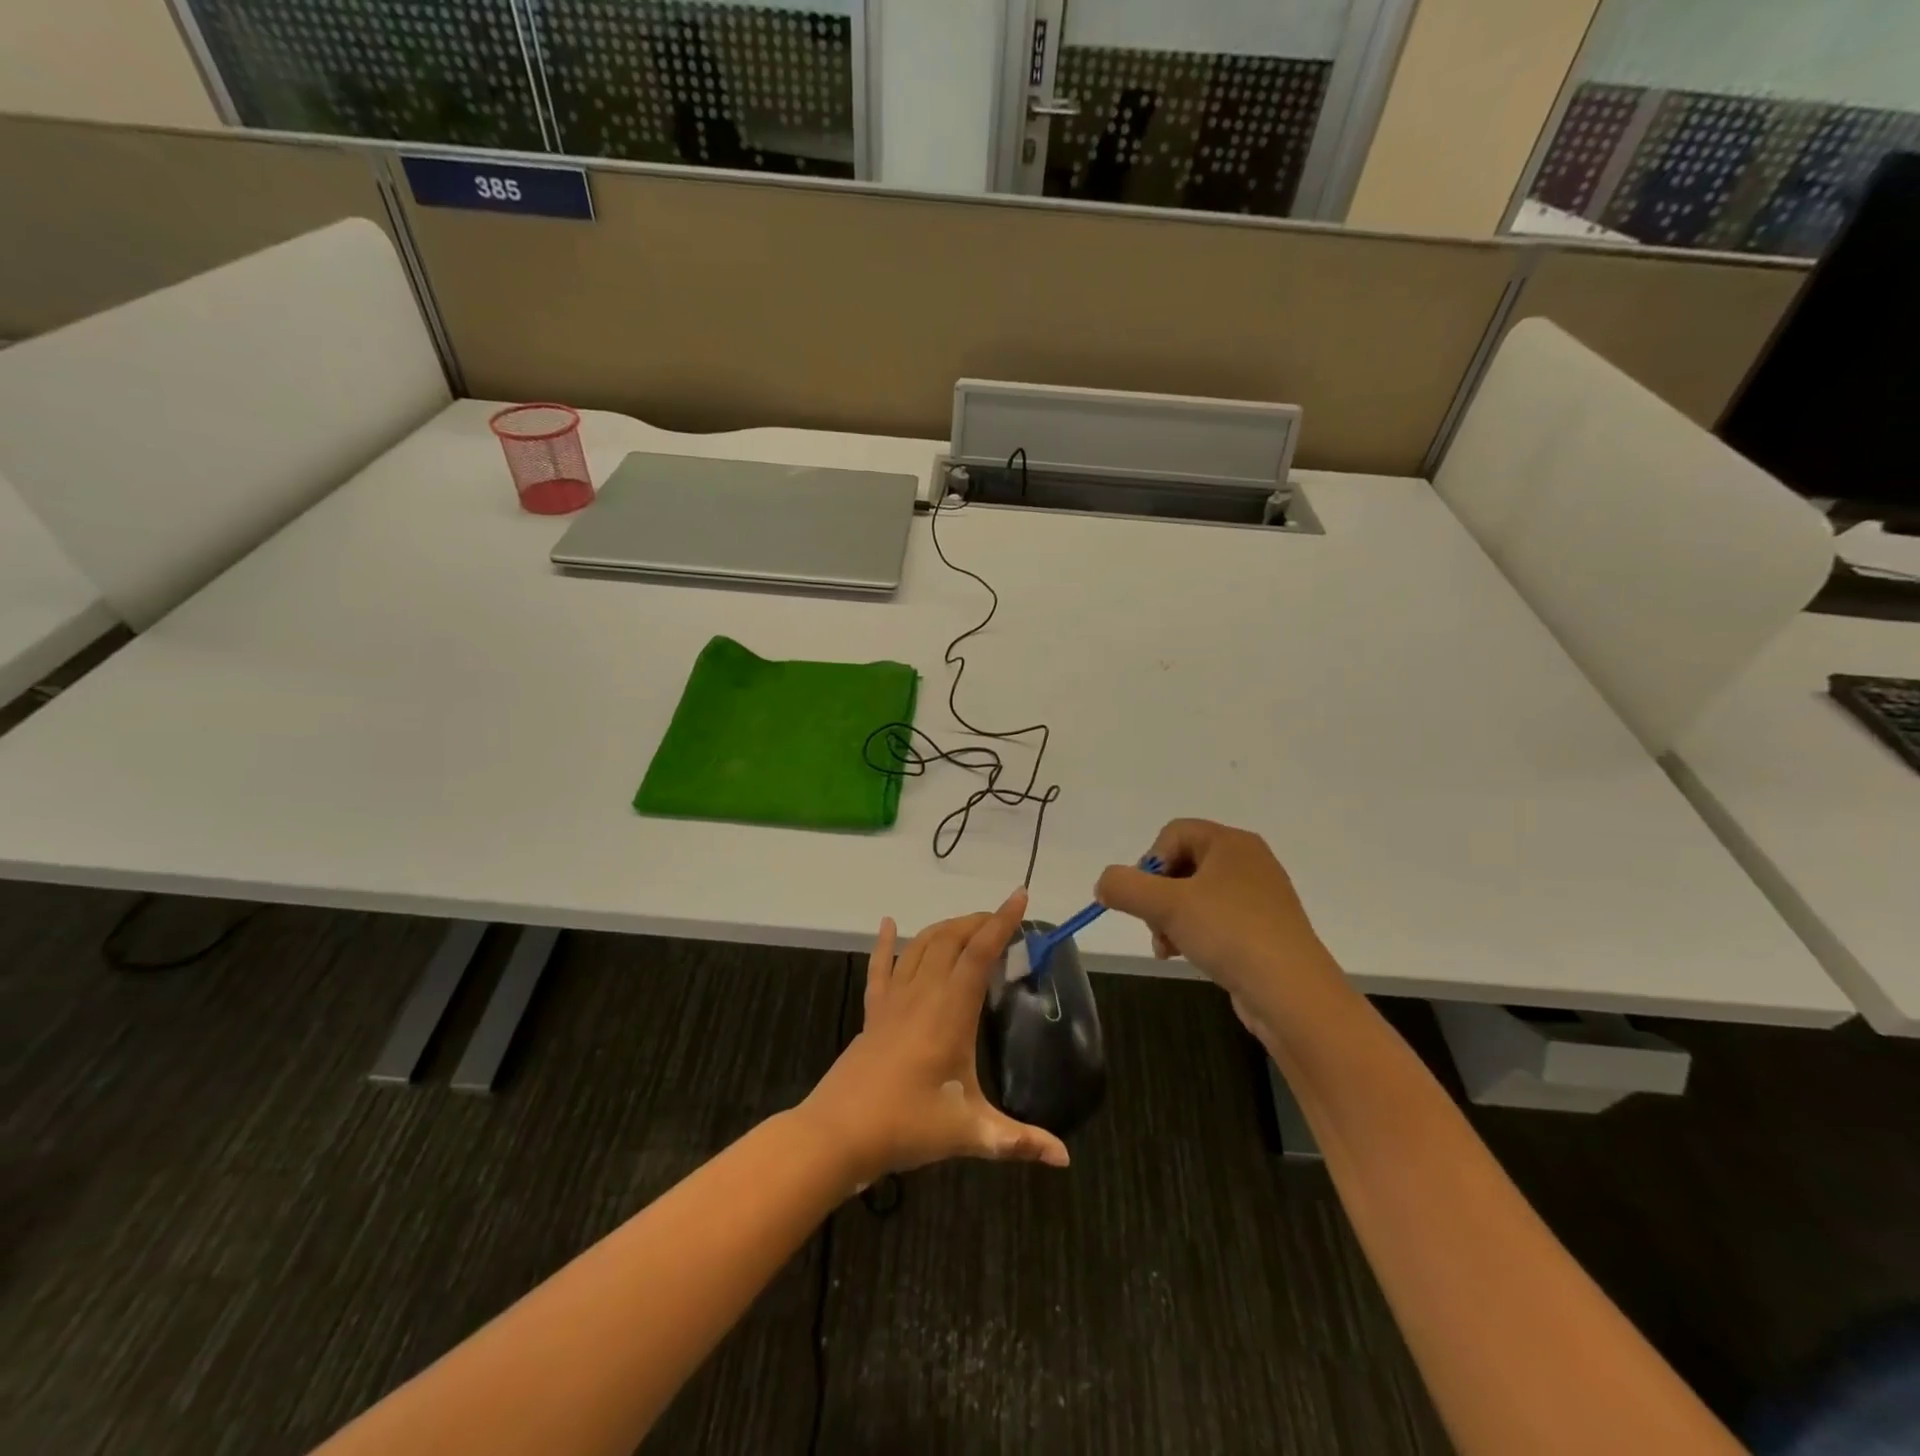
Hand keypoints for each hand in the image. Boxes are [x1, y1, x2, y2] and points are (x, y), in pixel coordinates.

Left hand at [802, 890, 1070, 1184]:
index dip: (1002, 922)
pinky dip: (886, 943)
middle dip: (978, 922)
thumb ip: (1017, 1140)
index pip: (980, 954)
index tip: (1019, 896)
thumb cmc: (906, 1126)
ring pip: (921, 946)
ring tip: (968, 926)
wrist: (838, 1133)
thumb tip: (1064, 1158)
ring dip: (946, 928)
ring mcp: (894, 1000)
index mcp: (950, 1012)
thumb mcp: (968, 1133)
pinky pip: (880, 967)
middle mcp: (923, 994)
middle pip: (951, 939)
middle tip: (1003, 921)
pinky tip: (888, 924)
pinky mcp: (873, 1012)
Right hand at [1094, 819, 1337, 1030]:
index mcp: (1231, 843)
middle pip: (1182, 865)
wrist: (1293, 993)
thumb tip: (1103, 883)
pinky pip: (1216, 920)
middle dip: (1157, 896)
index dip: (1149, 862)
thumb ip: (1124, 887)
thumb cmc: (1230, 933)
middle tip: (1153, 925)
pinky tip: (1187, 956)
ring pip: (1195, 896)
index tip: (1143, 897)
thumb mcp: (1166, 905)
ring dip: (1170, 919)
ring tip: (1167, 948)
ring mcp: (1259, 897)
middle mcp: (1248, 862)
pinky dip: (1194, 934)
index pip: (1173, 833)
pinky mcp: (1263, 930)